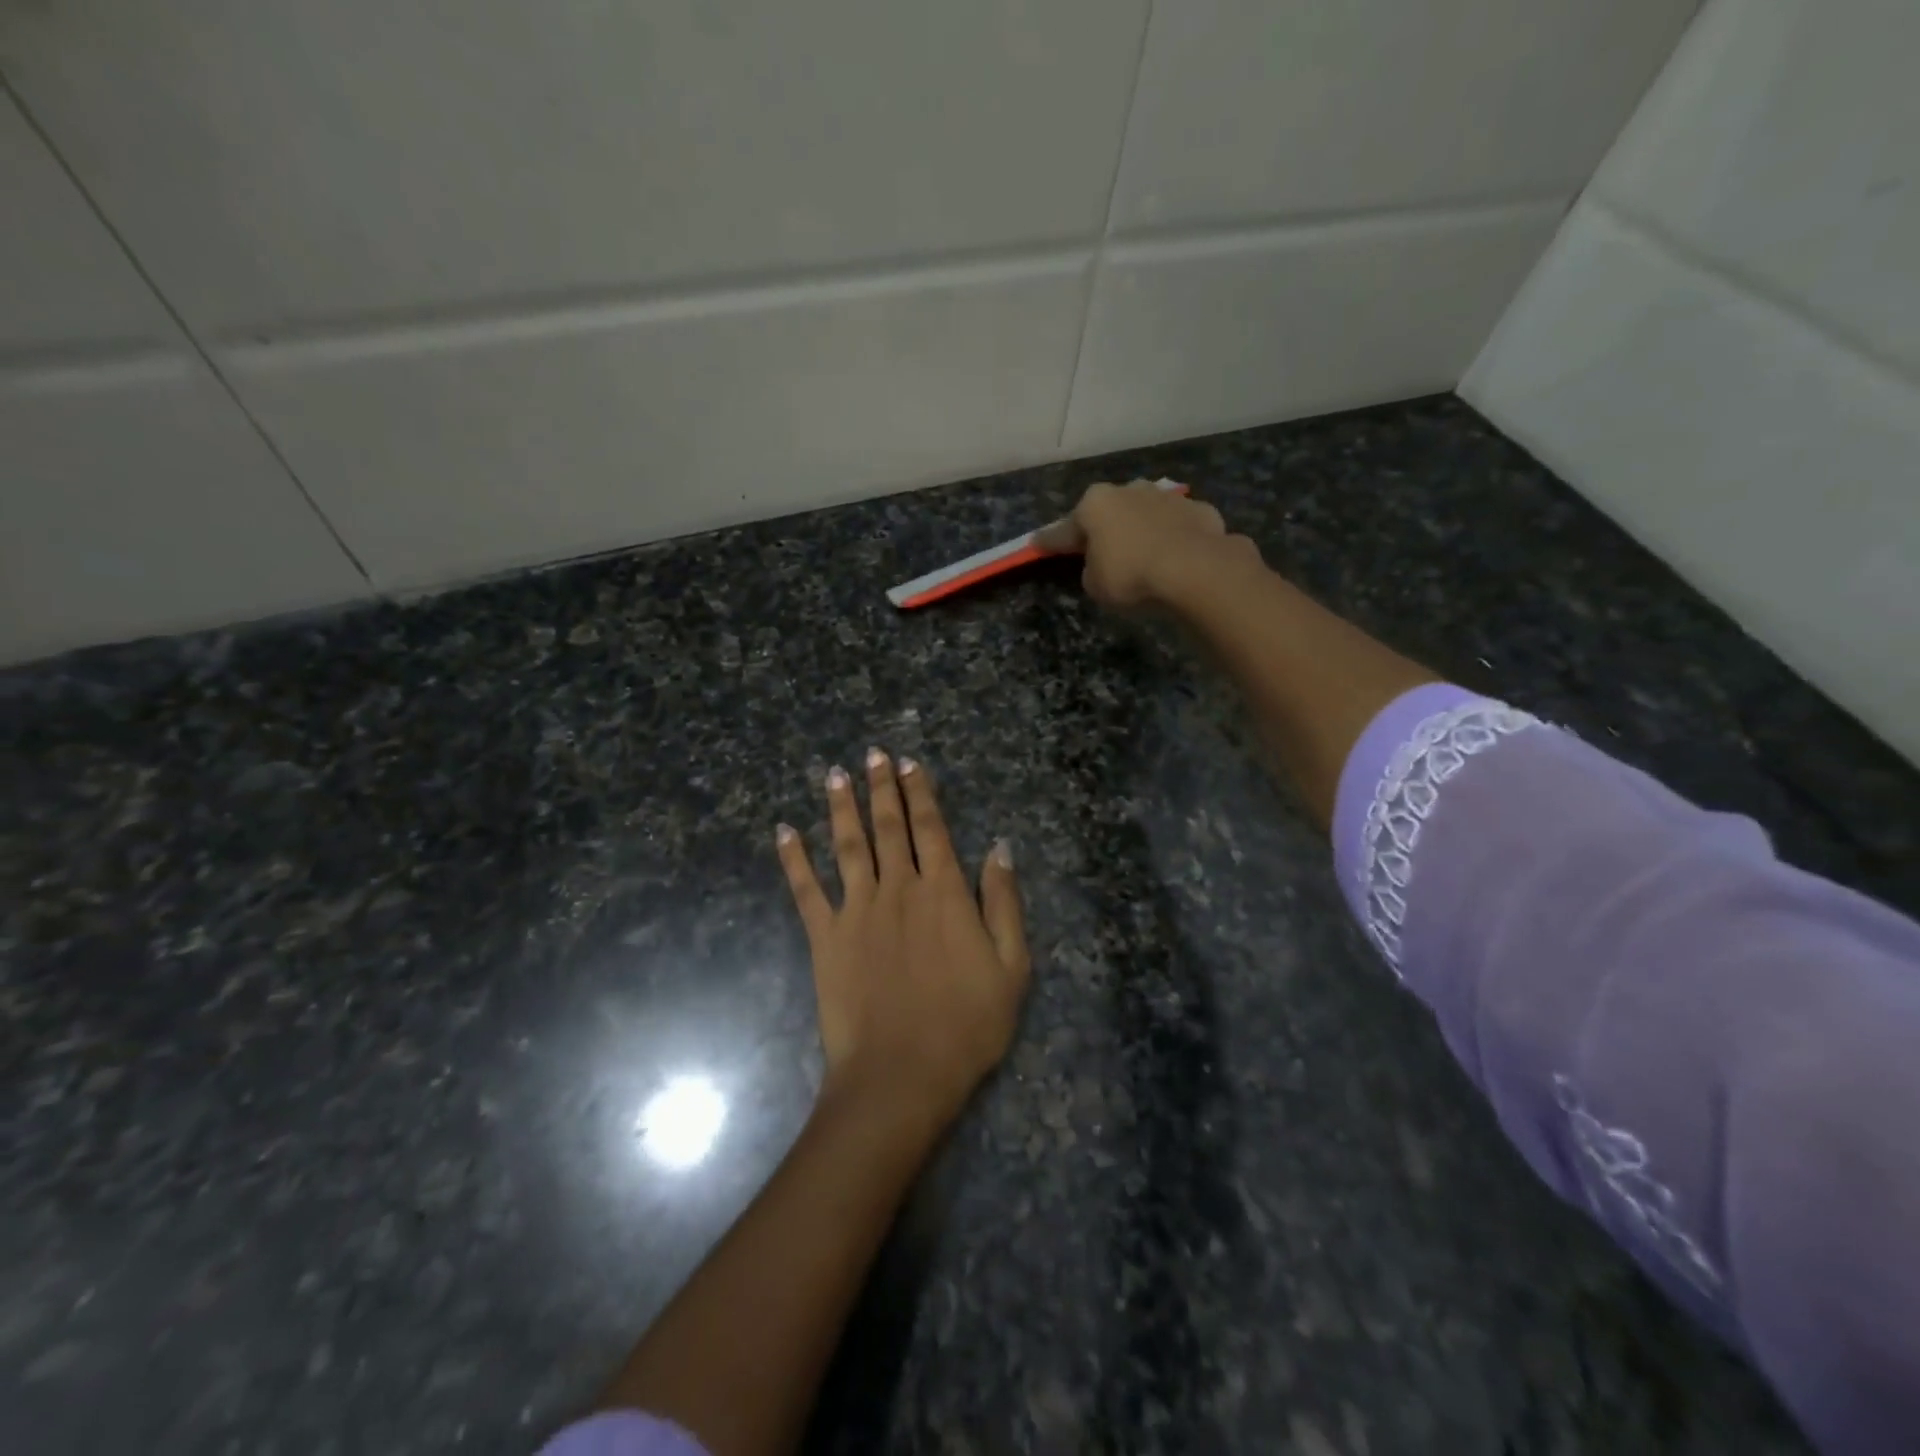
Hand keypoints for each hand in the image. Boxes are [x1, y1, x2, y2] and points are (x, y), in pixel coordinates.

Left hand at [777, 750, 1029, 1127]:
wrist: (901, 1074)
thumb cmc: (966, 1024)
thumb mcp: (1011, 966)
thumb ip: (1003, 902)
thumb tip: (999, 848)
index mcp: (943, 892)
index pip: (930, 828)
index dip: (920, 792)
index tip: (908, 763)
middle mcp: (897, 888)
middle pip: (888, 826)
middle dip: (881, 787)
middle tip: (871, 754)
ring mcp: (856, 910)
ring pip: (847, 845)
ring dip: (840, 806)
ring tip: (834, 774)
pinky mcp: (825, 937)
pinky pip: (806, 889)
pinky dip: (793, 859)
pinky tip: (784, 831)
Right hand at [1035, 479, 1257, 607]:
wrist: (1194, 569)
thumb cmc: (1130, 575)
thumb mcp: (1095, 584)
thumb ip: (1092, 569)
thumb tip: (1103, 563)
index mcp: (1095, 504)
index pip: (1064, 529)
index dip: (1050, 541)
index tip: (1036, 544)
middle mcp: (1129, 491)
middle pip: (1109, 512)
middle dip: (1104, 528)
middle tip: (1100, 551)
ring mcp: (1167, 497)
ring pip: (1146, 513)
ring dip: (1141, 529)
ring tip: (1143, 553)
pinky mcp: (1200, 510)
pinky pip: (1178, 527)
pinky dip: (1174, 538)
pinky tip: (1176, 557)